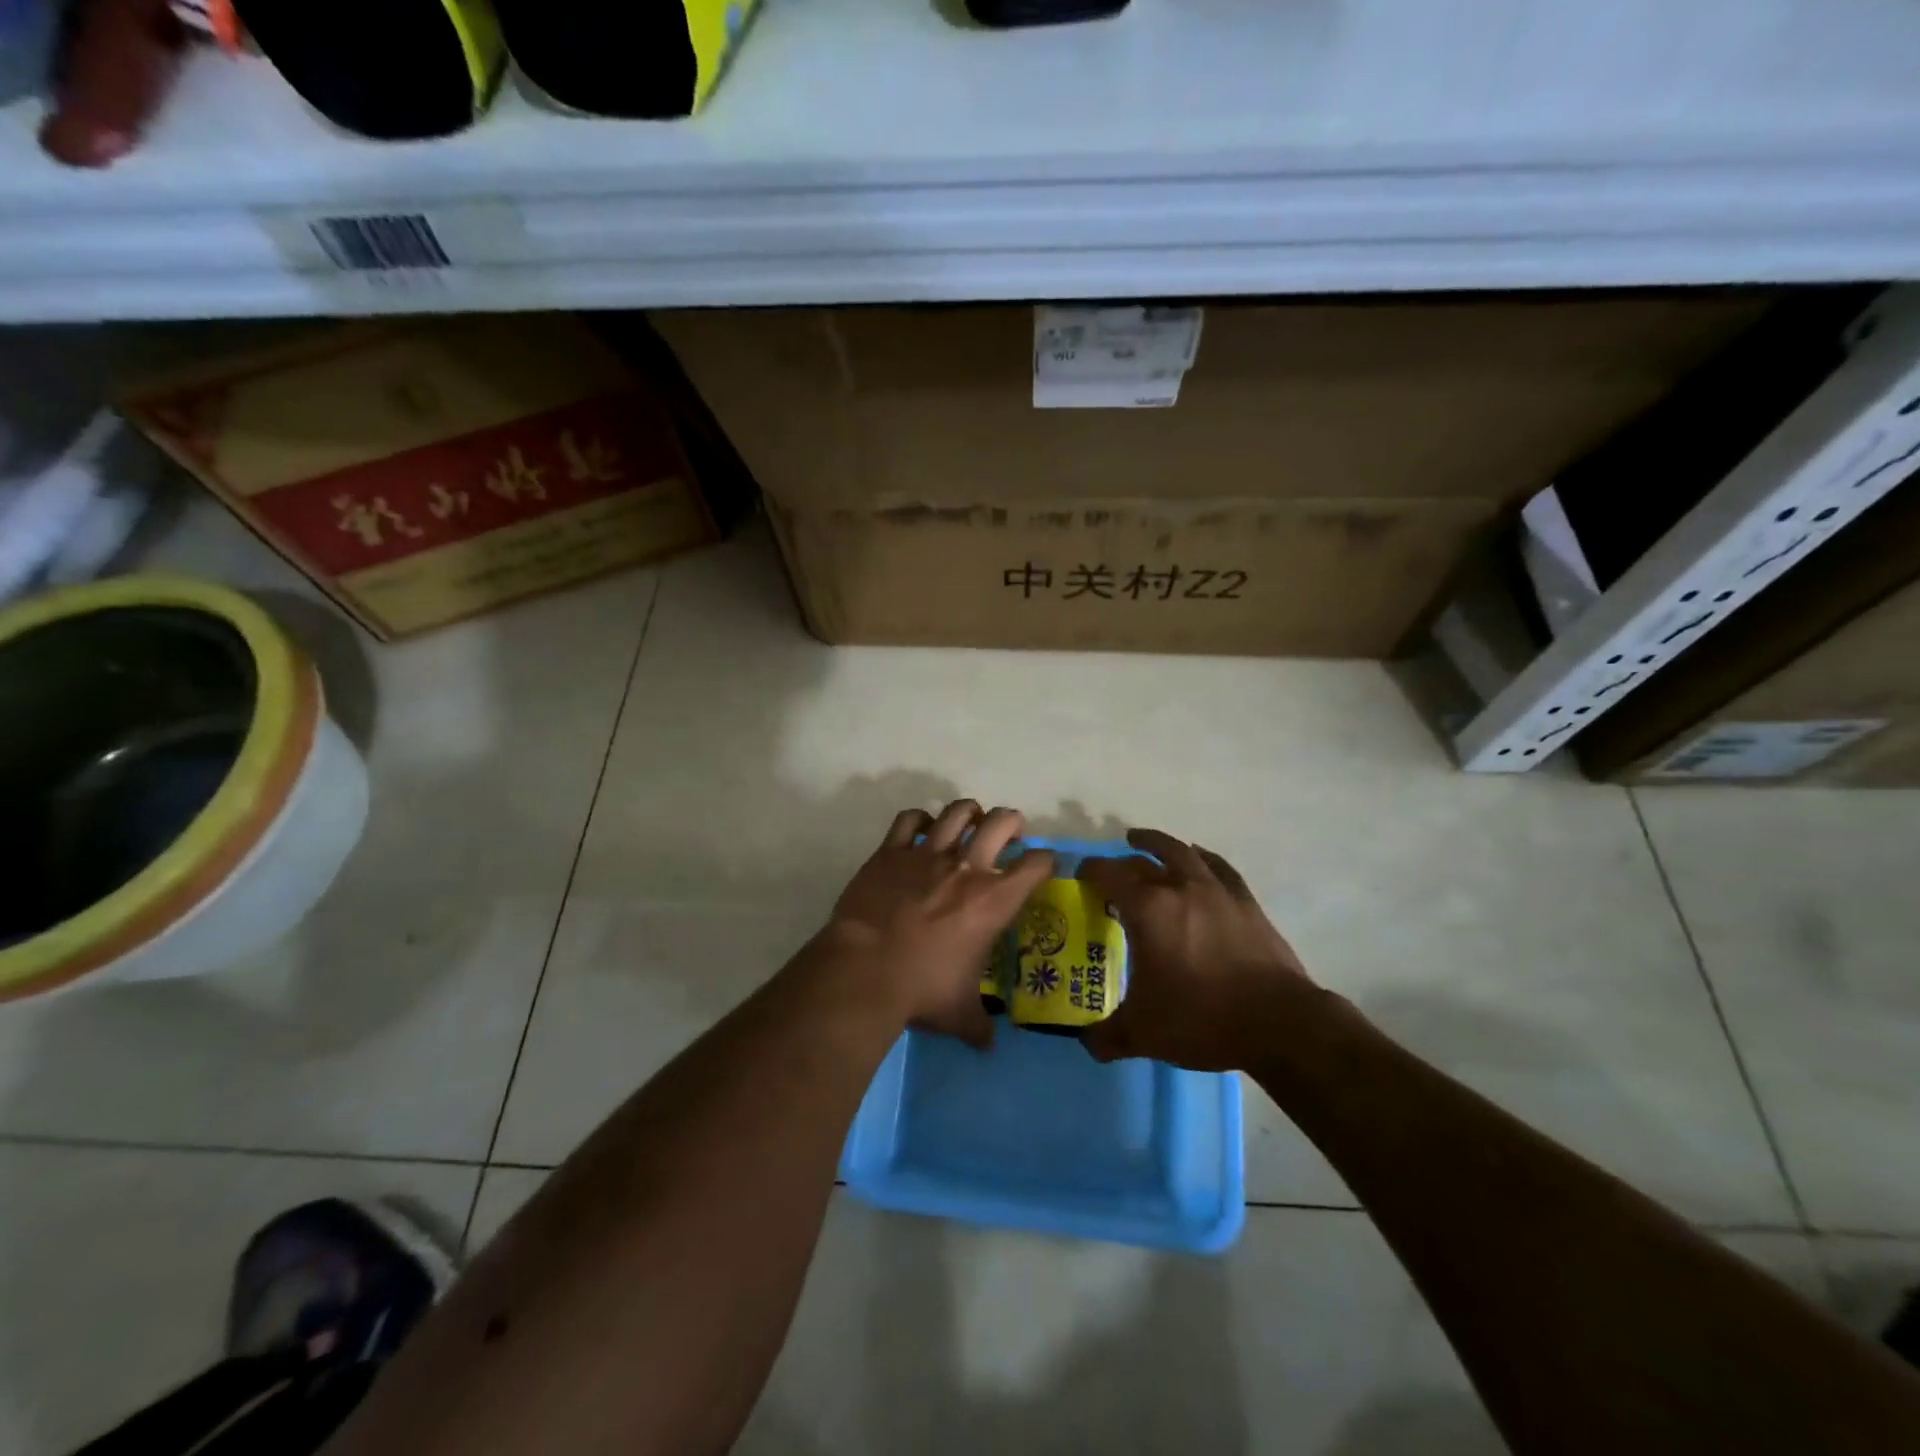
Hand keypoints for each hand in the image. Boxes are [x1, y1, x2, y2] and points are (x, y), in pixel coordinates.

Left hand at [824, 800, 1054, 1048]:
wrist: (865, 970)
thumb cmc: (921, 989)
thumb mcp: (960, 1013)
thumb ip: (979, 1025)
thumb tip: (988, 1045)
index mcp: (994, 901)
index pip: (1036, 865)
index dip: (1046, 861)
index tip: (1043, 866)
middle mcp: (967, 868)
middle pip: (1001, 822)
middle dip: (1012, 822)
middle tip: (1009, 834)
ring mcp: (928, 854)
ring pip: (957, 812)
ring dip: (969, 812)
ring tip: (970, 821)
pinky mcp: (891, 852)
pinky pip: (909, 820)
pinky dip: (919, 819)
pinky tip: (922, 828)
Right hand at [1079, 829, 1318, 1071]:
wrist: (1277, 1022)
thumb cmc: (1201, 1018)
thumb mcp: (1144, 1033)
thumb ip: (1108, 1036)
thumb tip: (1089, 1044)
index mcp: (1148, 910)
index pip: (1109, 874)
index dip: (1090, 871)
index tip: (1080, 876)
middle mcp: (1179, 888)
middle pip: (1143, 860)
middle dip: (1121, 862)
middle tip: (1111, 872)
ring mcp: (1216, 891)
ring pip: (1182, 852)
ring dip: (1159, 844)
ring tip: (1145, 841)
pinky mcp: (1246, 902)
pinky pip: (1219, 867)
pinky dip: (1202, 858)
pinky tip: (1199, 858)